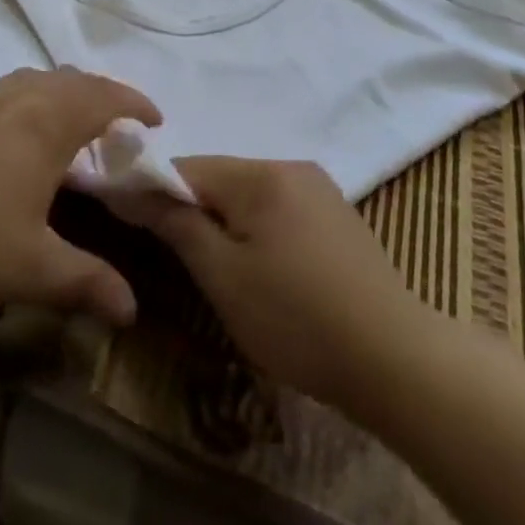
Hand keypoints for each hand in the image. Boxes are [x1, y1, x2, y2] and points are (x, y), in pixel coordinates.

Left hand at [0, 68, 159, 325]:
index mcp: (46, 122)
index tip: (156, 121)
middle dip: (104, 95)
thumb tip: (132, 310)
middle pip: (73, 80)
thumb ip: (87, 283)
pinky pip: (10, 90)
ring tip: (77, 125)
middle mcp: (18, 98)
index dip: (134, 103)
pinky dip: (35, 99)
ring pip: (38, 80)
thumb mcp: (32, 270)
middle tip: (121, 126)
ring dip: (67, 93)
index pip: (104, 97)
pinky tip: (22, 136)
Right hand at [128, 157, 428, 409]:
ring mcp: (318, 187)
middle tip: (183, 259)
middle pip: (220, 177)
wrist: (395, 358)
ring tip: (224, 270)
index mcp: (260, 174)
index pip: (187, 167)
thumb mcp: (224, 278)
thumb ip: (178, 225)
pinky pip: (278, 206)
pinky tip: (267, 268)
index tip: (129, 220)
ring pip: (249, 193)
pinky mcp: (337, 213)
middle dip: (193, 209)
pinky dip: (258, 227)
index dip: (154, 190)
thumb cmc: (297, 318)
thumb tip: (133, 188)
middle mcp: (290, 165)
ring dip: (226, 220)